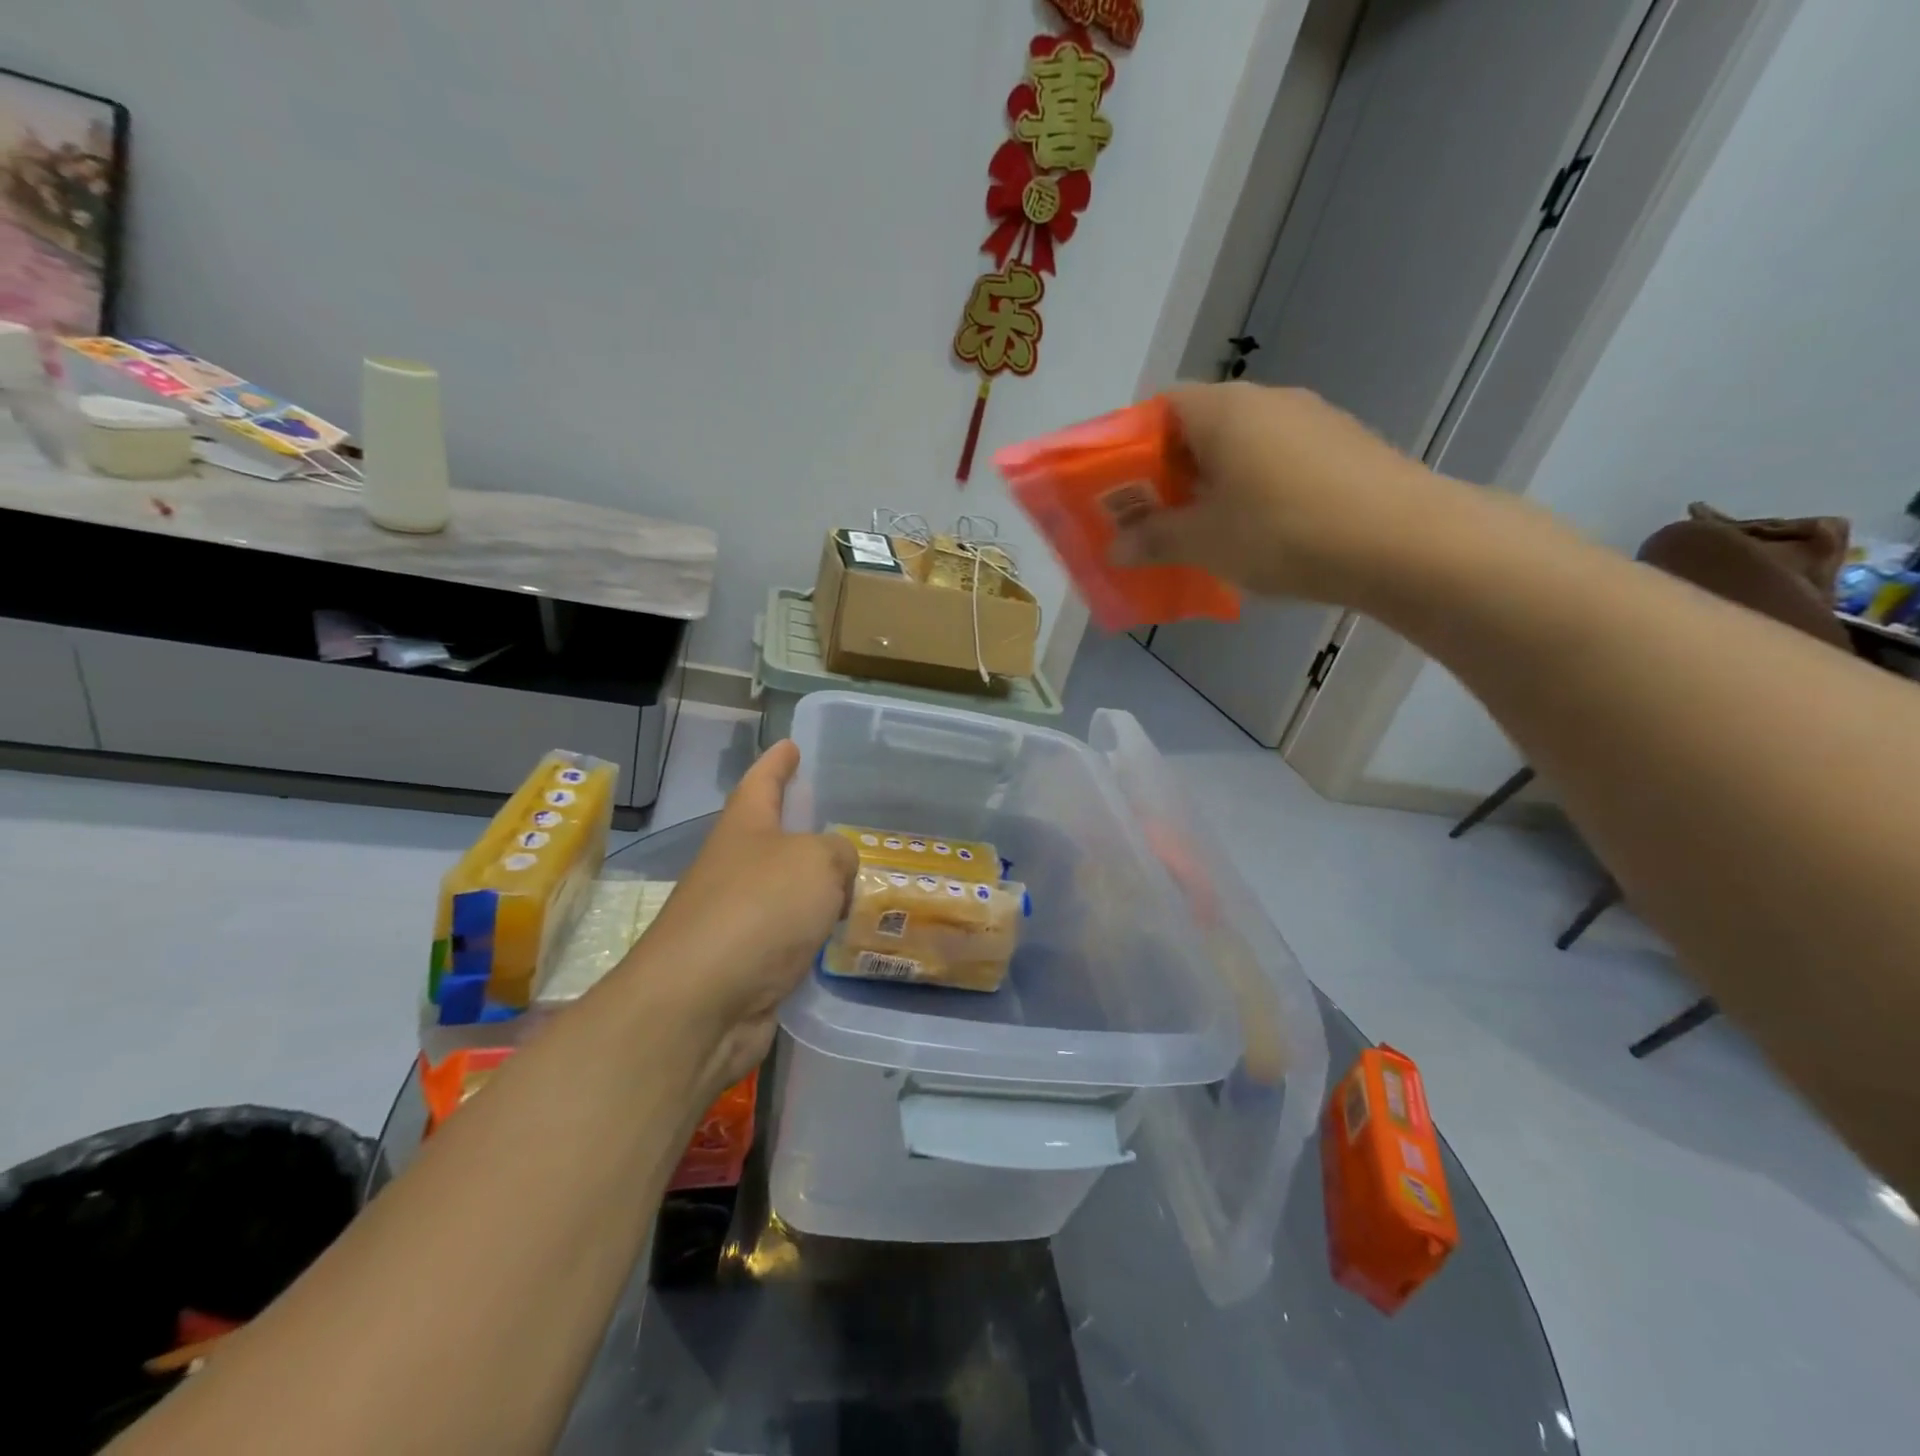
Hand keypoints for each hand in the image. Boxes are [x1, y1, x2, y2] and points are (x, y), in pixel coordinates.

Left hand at [619, 741, 856, 1095]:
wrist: (701, 1003)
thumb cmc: (758, 910)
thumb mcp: (817, 862)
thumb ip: (839, 854)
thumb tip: (836, 875)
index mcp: (744, 828)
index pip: (762, 781)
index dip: (778, 762)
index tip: (791, 744)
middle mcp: (735, 867)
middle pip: (773, 837)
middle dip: (802, 828)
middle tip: (845, 821)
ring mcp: (736, 917)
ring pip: (785, 890)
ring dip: (814, 886)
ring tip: (858, 881)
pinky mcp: (747, 963)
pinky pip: (790, 935)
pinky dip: (813, 932)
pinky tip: (842, 935)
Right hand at [1113, 382, 1443, 603]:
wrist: (1405, 541)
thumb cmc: (1283, 532)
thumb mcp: (1204, 542)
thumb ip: (1152, 539)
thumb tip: (1115, 546)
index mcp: (1223, 409)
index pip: (1158, 407)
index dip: (1130, 447)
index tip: (1120, 491)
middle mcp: (1266, 400)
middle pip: (1198, 428)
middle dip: (1168, 474)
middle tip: (1154, 521)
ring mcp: (1311, 420)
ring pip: (1240, 447)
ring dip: (1212, 485)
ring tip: (1204, 534)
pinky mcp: (1343, 447)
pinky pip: (1277, 462)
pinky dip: (1253, 491)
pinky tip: (1259, 534)